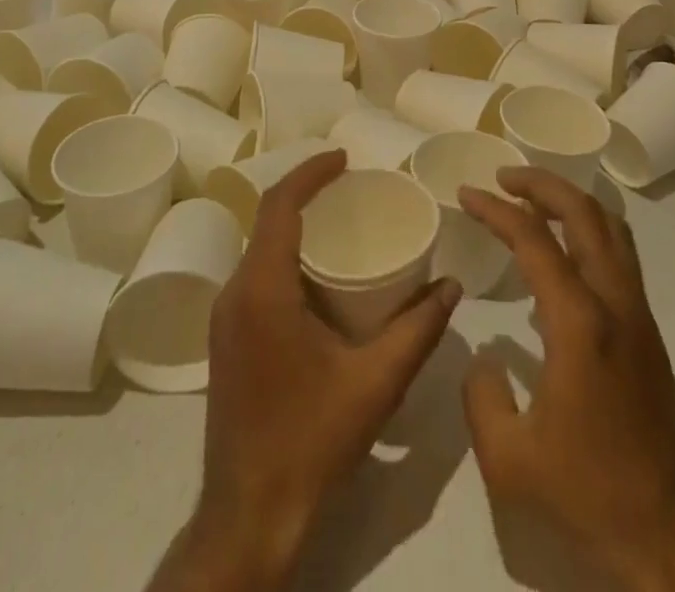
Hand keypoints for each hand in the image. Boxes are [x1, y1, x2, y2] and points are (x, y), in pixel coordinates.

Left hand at [146, 149, 461, 591]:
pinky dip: (283, 256)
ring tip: (339, 223)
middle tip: (350, 187)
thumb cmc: (311, 441)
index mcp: (262, 289)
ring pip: (259, 249)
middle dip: (305, 194)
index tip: (345, 158)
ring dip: (293, 226)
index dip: (310, 172)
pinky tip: (316, 275)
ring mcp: (224, 318)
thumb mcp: (375, 384)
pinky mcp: (225, 339)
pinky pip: (254, 275)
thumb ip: (417, 330)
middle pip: (267, 220)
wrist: (248, 516)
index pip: (279, 205)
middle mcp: (234, 293)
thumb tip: (451, 287)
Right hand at [459, 168, 674, 591]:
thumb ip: (481, 397)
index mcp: (579, 322)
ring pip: (610, 228)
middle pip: (584, 212)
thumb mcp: (509, 460)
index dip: (496, 210)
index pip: (533, 239)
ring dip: (570, 201)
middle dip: (541, 183)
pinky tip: (560, 257)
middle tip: (503, 178)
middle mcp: (614, 302)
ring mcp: (637, 314)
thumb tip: (484, 358)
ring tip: (532, 201)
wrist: (673, 537)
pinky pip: (618, 255)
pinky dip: (588, 231)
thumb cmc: (589, 493)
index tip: (466, 194)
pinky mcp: (647, 331)